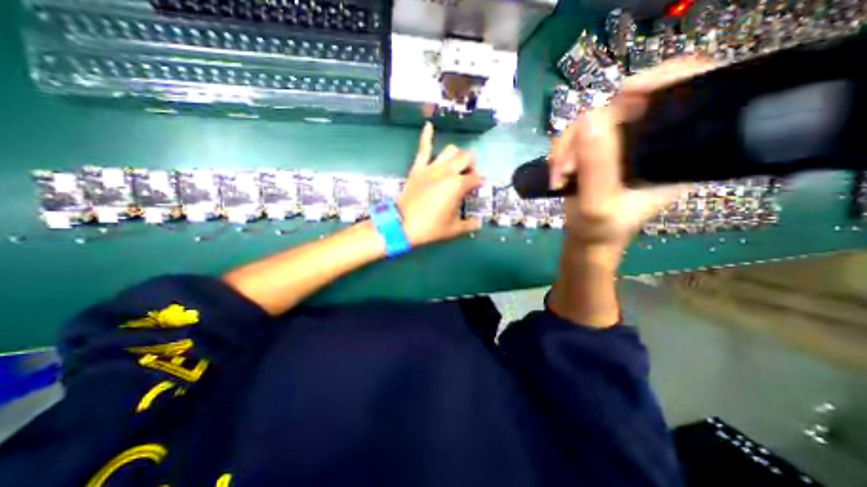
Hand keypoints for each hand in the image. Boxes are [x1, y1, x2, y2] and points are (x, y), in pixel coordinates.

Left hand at [396, 122, 484, 247]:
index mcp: (458, 185)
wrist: (404, 225)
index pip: (476, 178)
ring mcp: (432, 167)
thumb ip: (469, 225)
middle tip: (468, 176)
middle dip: (471, 166)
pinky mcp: (418, 168)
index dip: (479, 183)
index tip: (477, 188)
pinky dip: (427, 136)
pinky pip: (423, 148)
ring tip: (456, 163)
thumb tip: (478, 223)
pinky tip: (429, 125)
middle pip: (466, 158)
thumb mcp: (454, 229)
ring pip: (450, 150)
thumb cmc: (431, 227)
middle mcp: (447, 172)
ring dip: (457, 155)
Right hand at [547, 56, 718, 254]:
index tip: (625, 94)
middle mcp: (649, 140)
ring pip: (590, 122)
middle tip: (567, 166)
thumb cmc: (601, 230)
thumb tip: (589, 119)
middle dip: (586, 134)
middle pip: (623, 106)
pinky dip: (560, 152)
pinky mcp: (596, 149)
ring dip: (566, 148)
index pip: (688, 93)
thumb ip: (596, 167)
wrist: (586, 238)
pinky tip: (557, 173)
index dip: (665, 78)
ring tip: (559, 176)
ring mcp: (619, 144)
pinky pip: (575, 135)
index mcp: (675, 152)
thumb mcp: (598, 205)